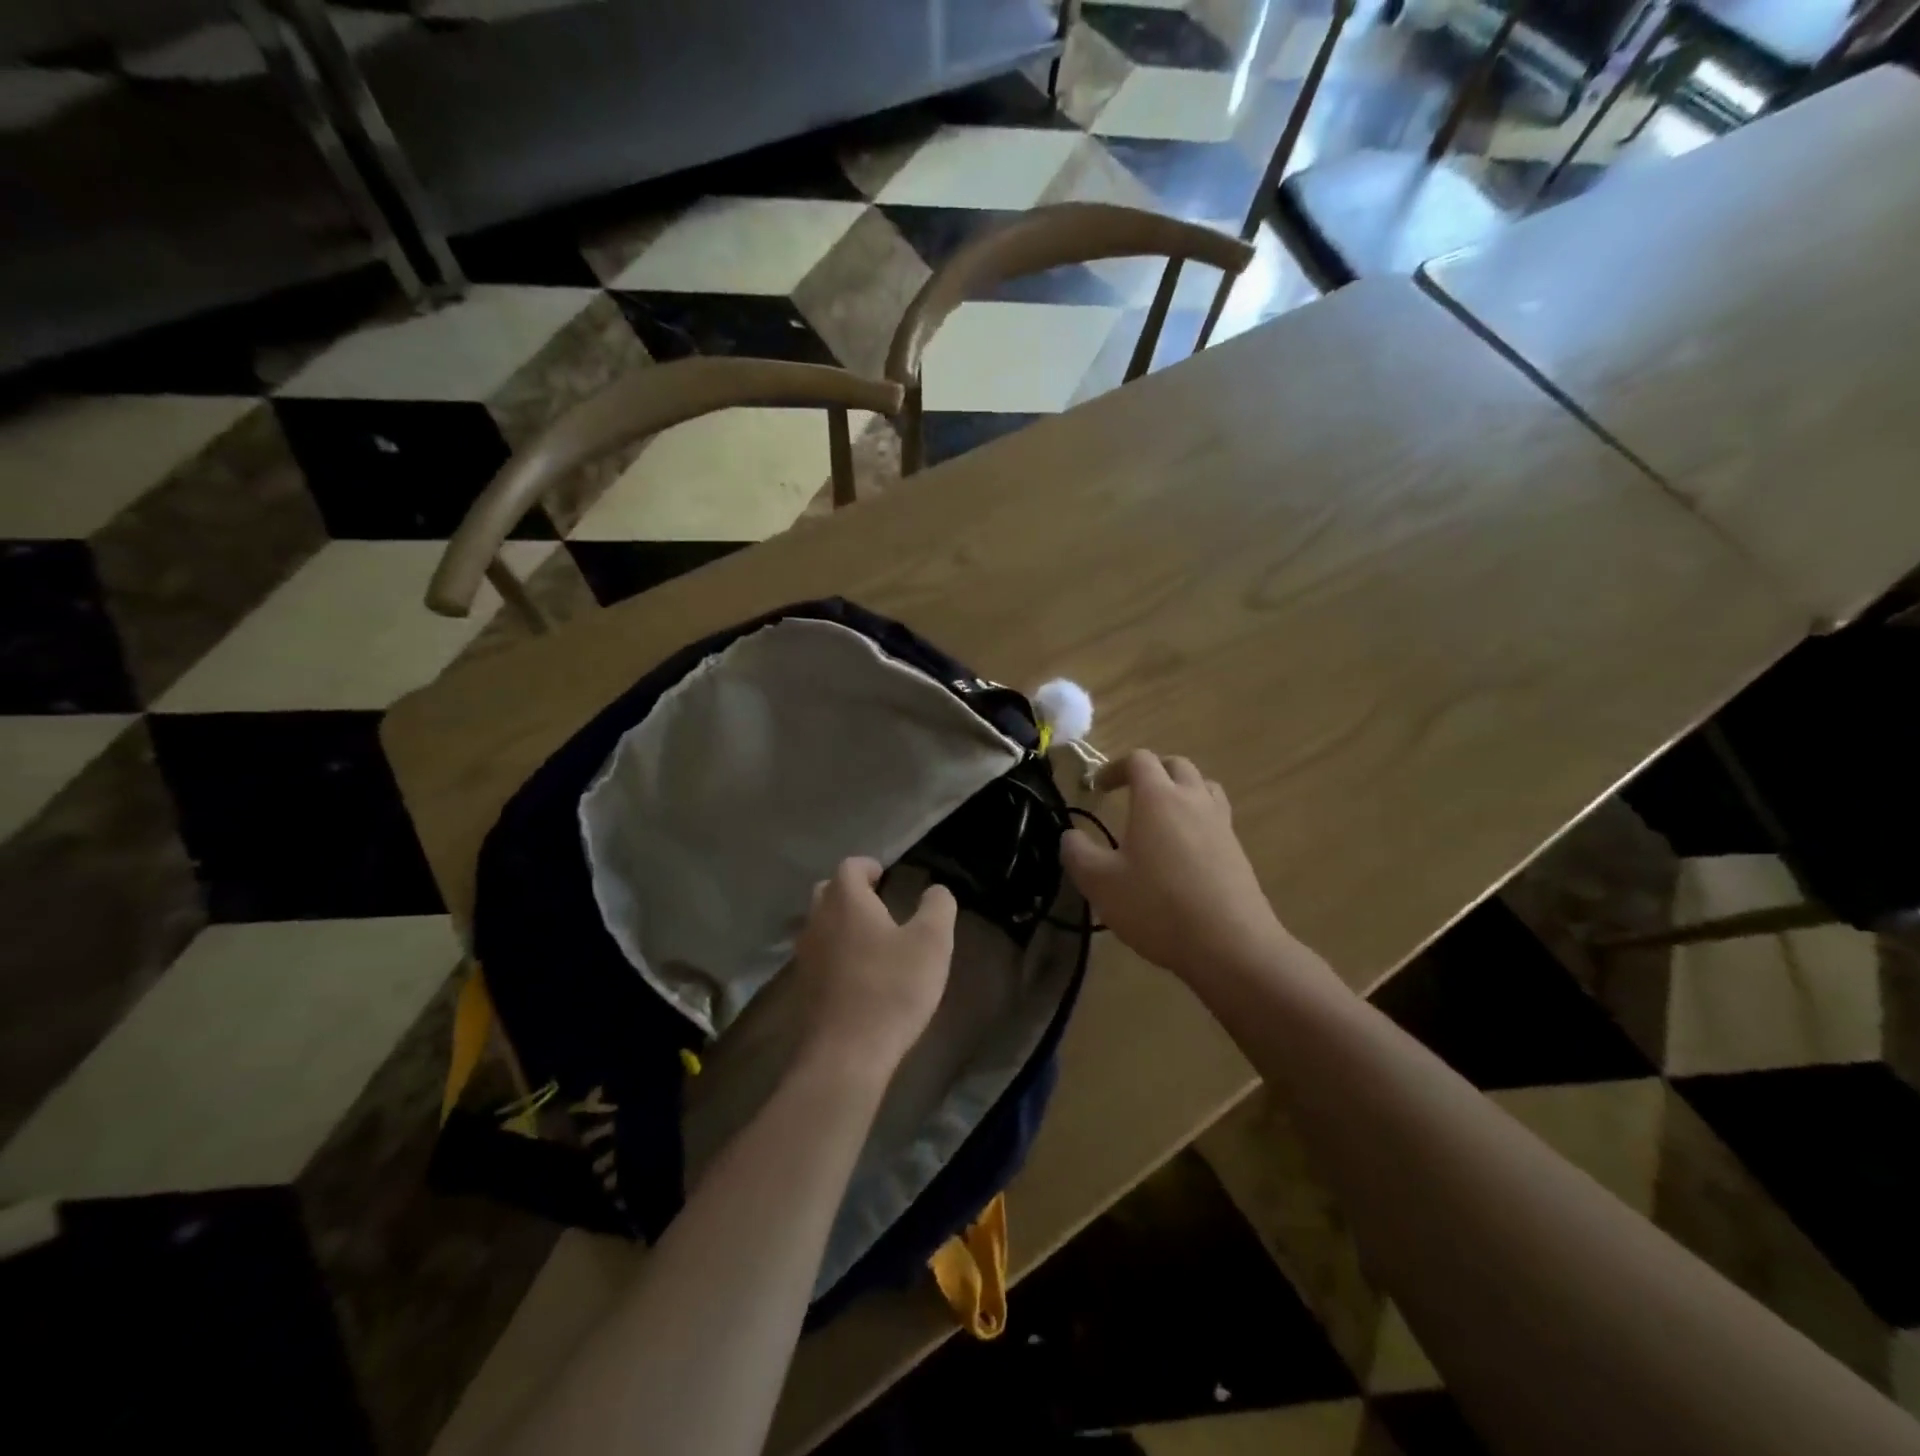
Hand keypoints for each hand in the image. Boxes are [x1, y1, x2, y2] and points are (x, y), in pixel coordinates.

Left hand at [793, 857, 956, 1081]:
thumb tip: (936, 891)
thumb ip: (938, 907)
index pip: (850, 867)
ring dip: (841, 923)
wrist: (846, 1054)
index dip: (869, 867)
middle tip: (879, 903)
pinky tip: (858, 972)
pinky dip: (835, 952)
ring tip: (871, 938)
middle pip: (828, 891)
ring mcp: (805, 955)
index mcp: (846, 901)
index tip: (887, 877)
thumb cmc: (892, 989)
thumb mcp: (931, 943)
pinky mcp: (804, 987)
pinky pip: (819, 954)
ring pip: (820, 924)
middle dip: (851, 892)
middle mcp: (818, 920)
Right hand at [1061, 751, 1289, 982]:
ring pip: (1203, 786)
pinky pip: (1216, 817)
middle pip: (1176, 765)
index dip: (1114, 767)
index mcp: (1157, 798)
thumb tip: (1070, 836)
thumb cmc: (1157, 906)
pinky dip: (1197, 818)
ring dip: (1180, 790)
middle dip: (1150, 772)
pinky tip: (1183, 850)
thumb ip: (1077, 853)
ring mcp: (1221, 824)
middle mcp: (1193, 800)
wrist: (1230, 945)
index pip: (1139, 759)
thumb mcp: (1100, 883)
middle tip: (1130, 795)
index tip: (1098, 789)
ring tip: (1162, 815)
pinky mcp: (1238, 851)